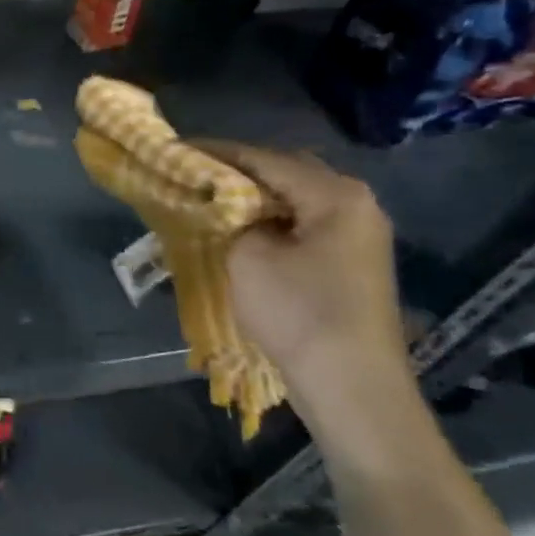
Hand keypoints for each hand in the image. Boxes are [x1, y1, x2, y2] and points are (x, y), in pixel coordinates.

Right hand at [197, 142, 410, 424]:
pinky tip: (242, 230)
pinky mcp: (352, 262)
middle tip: (192, 174)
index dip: (215, 153)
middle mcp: (356, 204)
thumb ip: (232, 217)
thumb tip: (226, 206)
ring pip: (295, 200)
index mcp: (335, 194)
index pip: (264, 159)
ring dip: (254, 198)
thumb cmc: (298, 312)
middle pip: (285, 173)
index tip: (175, 149)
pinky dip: (271, 221)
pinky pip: (305, 225)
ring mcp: (359, 234)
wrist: (352, 386)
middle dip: (237, 172)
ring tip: (210, 200)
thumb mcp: (249, 256)